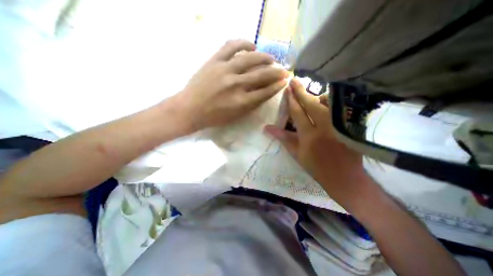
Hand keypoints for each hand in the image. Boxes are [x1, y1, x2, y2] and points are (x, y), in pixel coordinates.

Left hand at [173, 39, 289, 130]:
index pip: (265, 92)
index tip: (284, 82)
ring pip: (250, 58)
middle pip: (262, 75)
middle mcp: (236, 84)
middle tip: (283, 71)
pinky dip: (244, 43)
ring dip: (265, 57)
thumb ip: (251, 105)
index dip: (277, 87)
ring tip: (271, 59)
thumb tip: (264, 93)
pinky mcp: (215, 61)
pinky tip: (252, 45)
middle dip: (276, 73)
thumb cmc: (214, 117)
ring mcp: (225, 70)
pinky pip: (231, 46)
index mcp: (241, 102)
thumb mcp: (235, 116)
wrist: (190, 108)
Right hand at [266, 78, 364, 204]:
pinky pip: (340, 108)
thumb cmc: (315, 166)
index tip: (287, 90)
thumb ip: (283, 138)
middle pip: (311, 104)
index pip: (298, 113)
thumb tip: (267, 128)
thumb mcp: (296, 153)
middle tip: (294, 80)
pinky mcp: (349, 125)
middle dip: (301, 91)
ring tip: (311, 93)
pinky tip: (327, 101)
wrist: (343, 176)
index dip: (291, 100)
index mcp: (309, 136)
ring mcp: (339, 125)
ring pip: (328, 102)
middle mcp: (324, 127)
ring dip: (318, 95)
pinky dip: (332, 102)